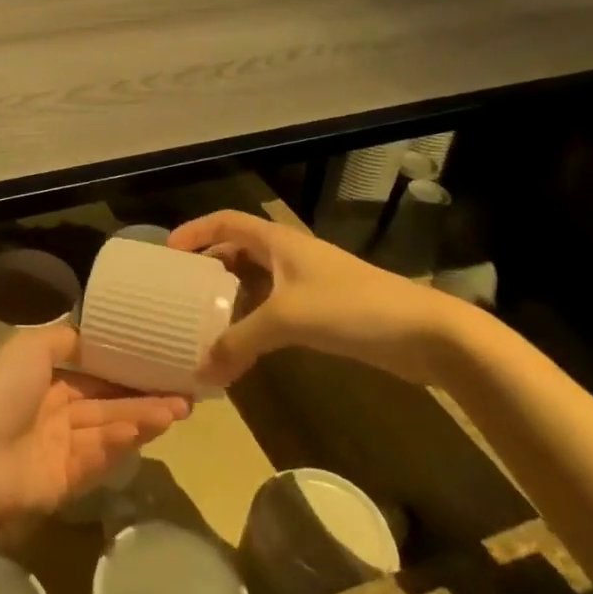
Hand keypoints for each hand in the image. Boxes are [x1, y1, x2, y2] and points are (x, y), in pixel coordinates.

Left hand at [0, 326, 189, 521]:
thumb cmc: (4, 391)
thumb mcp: (31, 347)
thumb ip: (66, 340)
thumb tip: (95, 337)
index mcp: (44, 378)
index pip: (92, 372)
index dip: (124, 368)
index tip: (159, 362)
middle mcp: (55, 411)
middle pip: (107, 403)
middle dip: (144, 397)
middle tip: (184, 391)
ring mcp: (62, 447)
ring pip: (110, 428)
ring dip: (143, 418)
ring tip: (180, 409)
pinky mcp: (69, 480)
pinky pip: (101, 456)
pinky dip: (123, 442)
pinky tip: (148, 429)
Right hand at [170, 211, 463, 386]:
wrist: (425, 333)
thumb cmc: (351, 308)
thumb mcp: (286, 320)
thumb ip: (240, 342)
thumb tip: (201, 371)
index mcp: (277, 241)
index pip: (225, 222)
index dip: (194, 231)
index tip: (167, 254)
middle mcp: (288, 255)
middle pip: (237, 251)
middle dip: (207, 267)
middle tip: (179, 292)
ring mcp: (307, 282)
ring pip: (255, 282)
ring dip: (229, 297)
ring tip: (201, 320)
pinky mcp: (322, 309)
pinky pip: (273, 307)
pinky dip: (253, 320)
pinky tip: (243, 345)